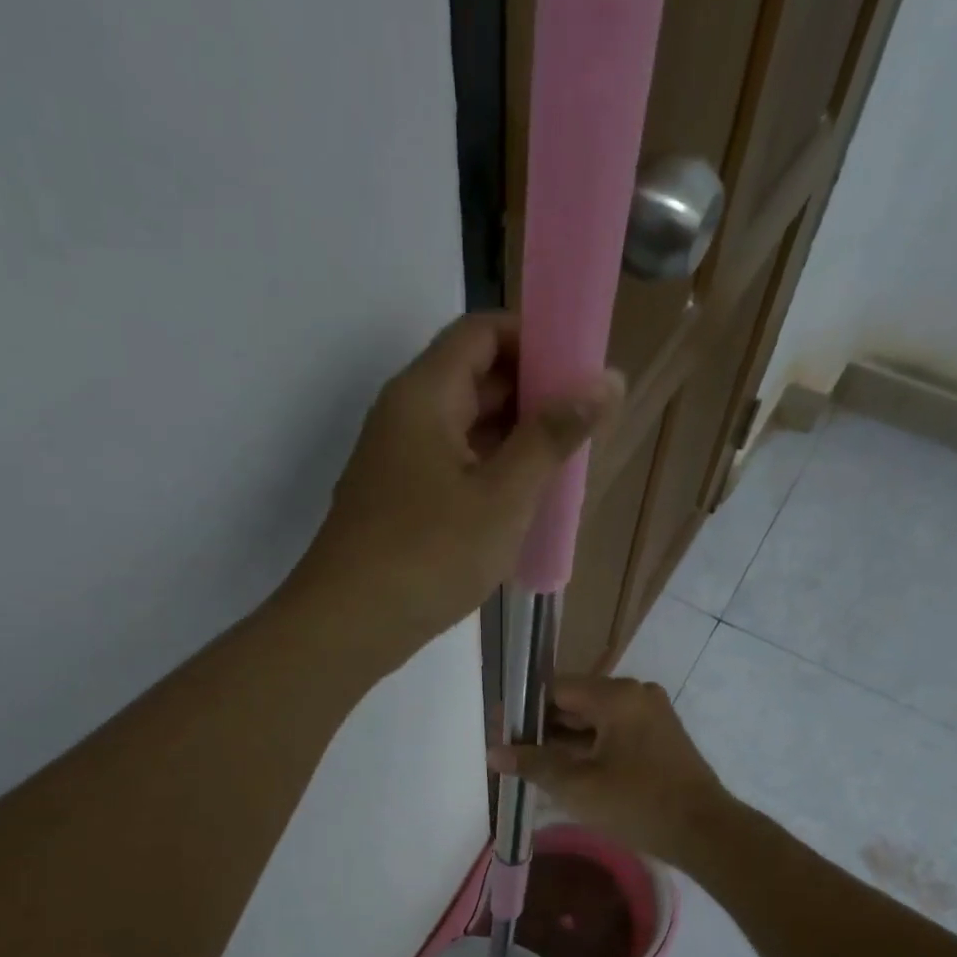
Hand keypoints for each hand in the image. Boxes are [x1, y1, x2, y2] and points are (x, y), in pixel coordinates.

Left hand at [290, 313, 621, 664]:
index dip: (534, 338)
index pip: (482, 332)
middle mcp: (404, 416)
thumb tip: (607, 378)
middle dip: (532, 393)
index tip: (581, 370)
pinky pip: (451, 466)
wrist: (349, 624)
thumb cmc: (430, 554)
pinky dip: (488, 472)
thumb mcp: (504, 495)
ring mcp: (396, 461)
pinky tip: (521, 503)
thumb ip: (553, 435)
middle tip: (585, 424)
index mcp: (424, 394)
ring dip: (513, 439)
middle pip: (474, 378)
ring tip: (564, 464)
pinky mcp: (397, 501)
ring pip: (464, 428)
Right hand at [488, 675, 734, 865]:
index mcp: (616, 695)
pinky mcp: (658, 737)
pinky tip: (564, 769)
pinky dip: (588, 748)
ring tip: (529, 763)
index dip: (523, 708)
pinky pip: (612, 733)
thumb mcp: (577, 786)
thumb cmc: (637, 804)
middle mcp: (635, 694)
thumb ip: (533, 763)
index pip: (556, 688)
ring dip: (563, 740)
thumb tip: (493, 751)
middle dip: (541, 727)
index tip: (498, 728)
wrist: (705, 833)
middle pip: (575, 702)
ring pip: (593, 720)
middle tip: (508, 750)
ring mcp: (650, 714)